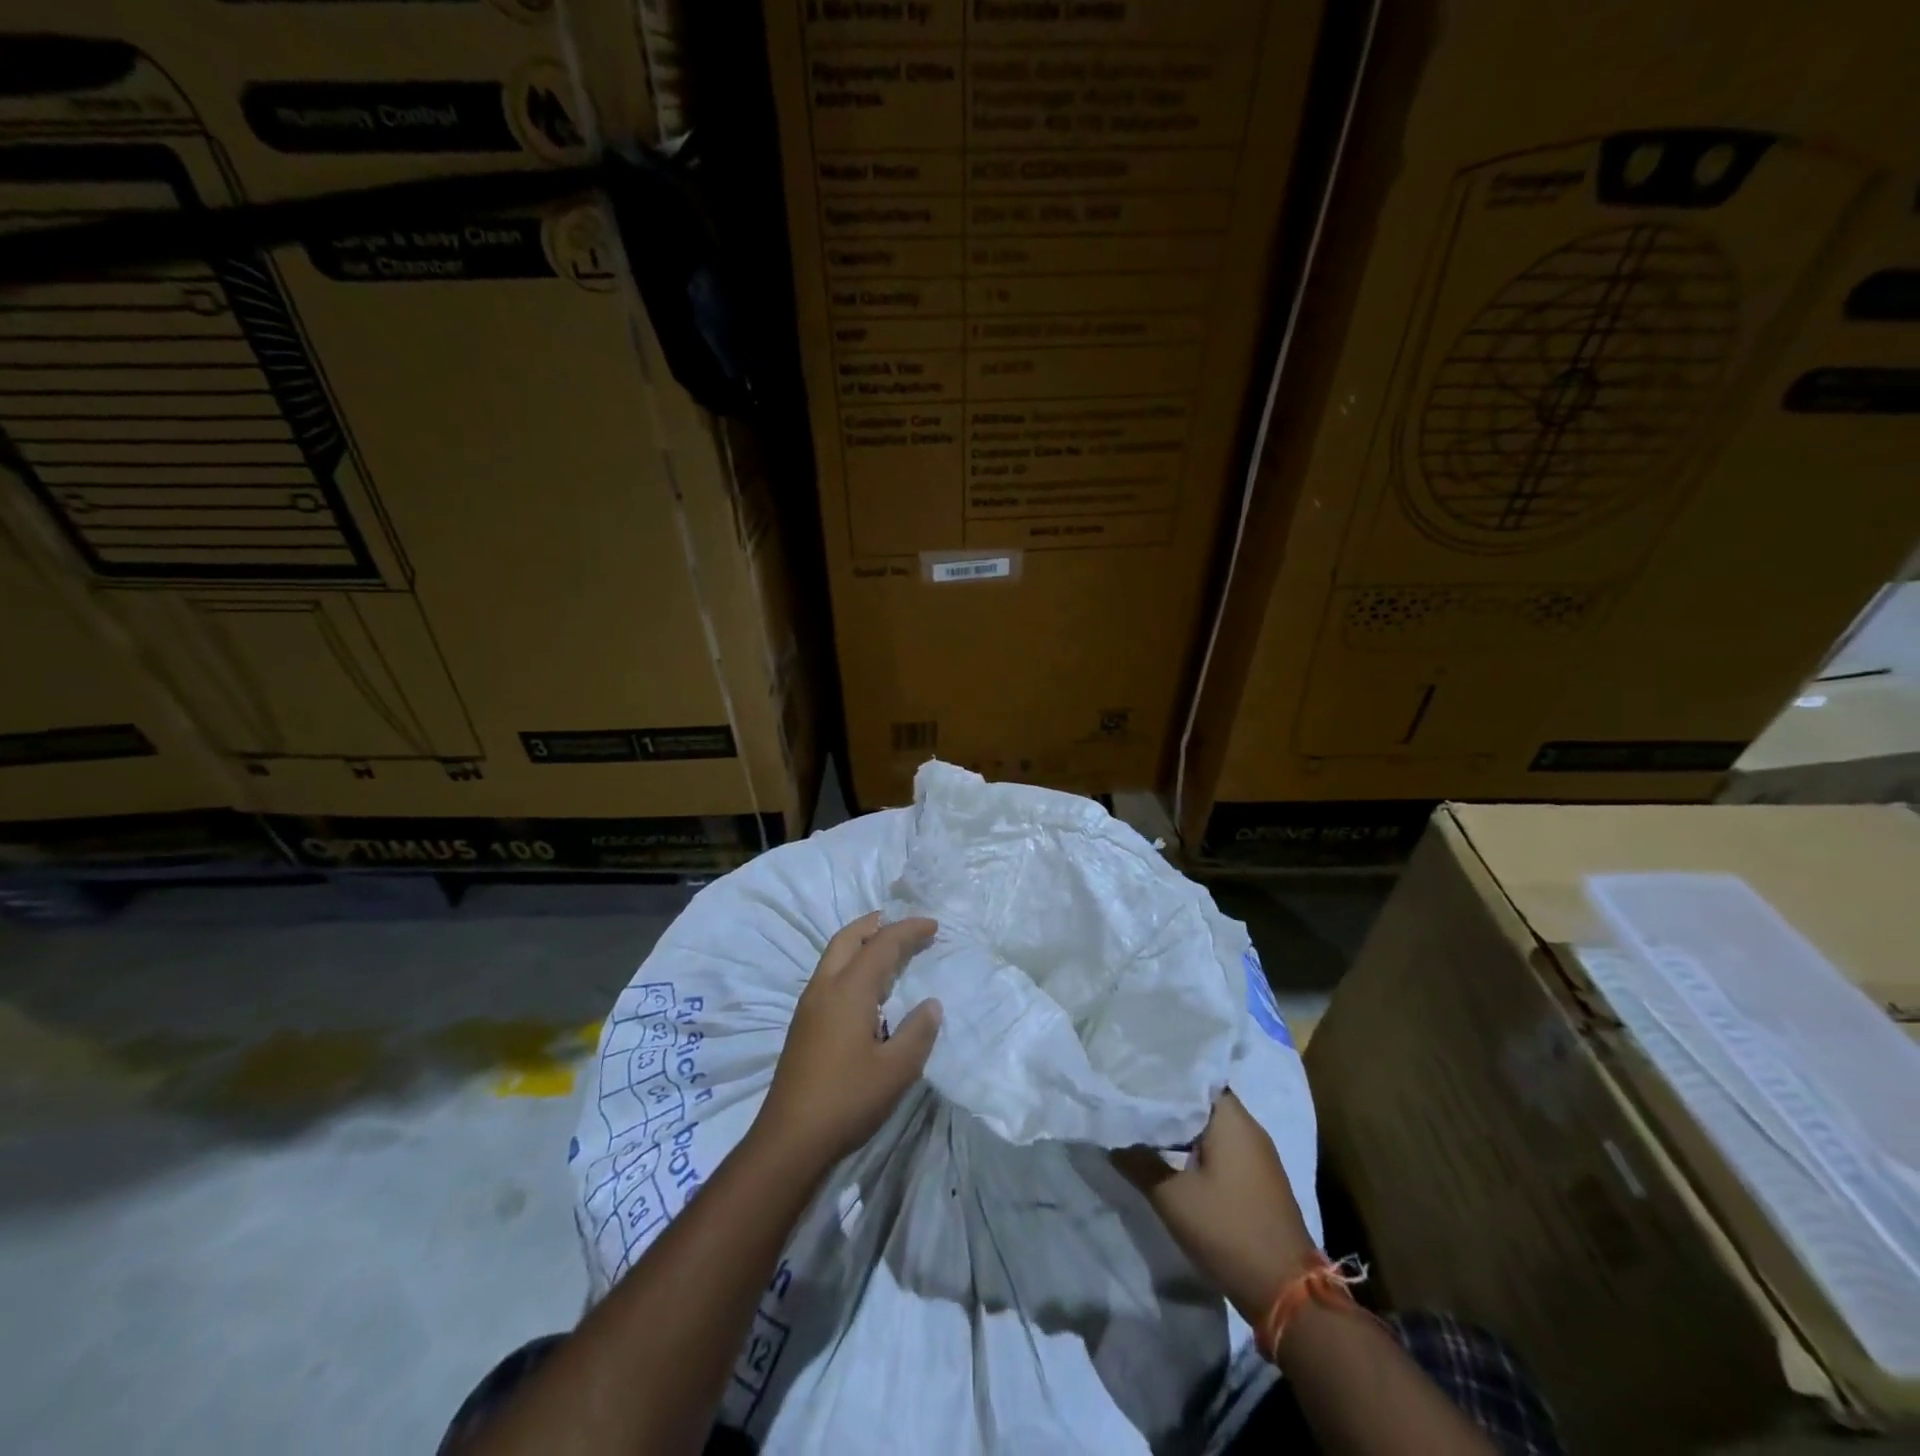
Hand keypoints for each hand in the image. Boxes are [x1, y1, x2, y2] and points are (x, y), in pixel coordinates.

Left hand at [752, 912, 942, 1176]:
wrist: (789, 1139)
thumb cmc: (847, 1100)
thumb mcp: (896, 1070)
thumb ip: (918, 1032)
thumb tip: (931, 1004)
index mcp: (849, 990)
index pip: (882, 944)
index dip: (909, 930)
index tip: (933, 925)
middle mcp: (825, 987)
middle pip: (848, 938)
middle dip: (876, 924)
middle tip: (904, 925)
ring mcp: (809, 1005)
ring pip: (834, 955)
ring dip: (861, 943)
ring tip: (889, 950)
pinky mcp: (804, 1024)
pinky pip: (830, 975)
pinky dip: (851, 964)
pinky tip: (868, 989)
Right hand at [1113, 1091, 1317, 1324]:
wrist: (1287, 1295)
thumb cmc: (1229, 1231)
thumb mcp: (1172, 1197)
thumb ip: (1138, 1161)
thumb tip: (1111, 1135)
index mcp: (1232, 1118)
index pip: (1194, 1074)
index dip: (1162, 1073)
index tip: (1132, 1073)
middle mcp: (1249, 1128)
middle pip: (1201, 1100)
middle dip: (1167, 1101)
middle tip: (1130, 1098)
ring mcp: (1258, 1155)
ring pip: (1211, 1126)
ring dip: (1181, 1127)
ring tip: (1144, 1125)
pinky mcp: (1259, 1179)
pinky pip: (1222, 1148)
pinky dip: (1196, 1146)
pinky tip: (1172, 1156)